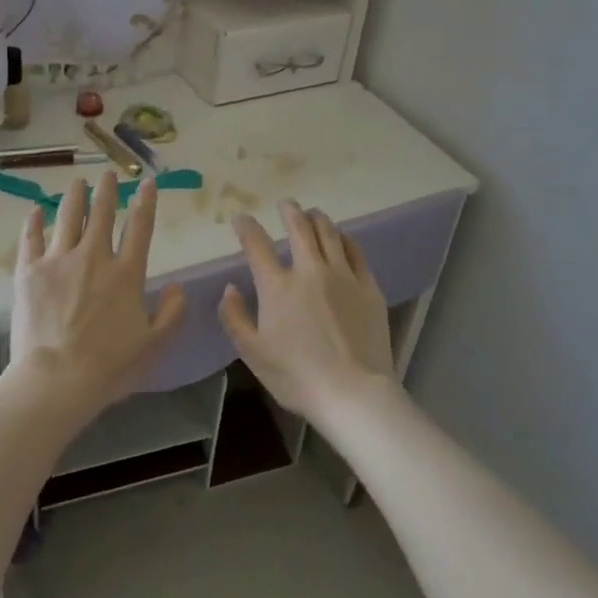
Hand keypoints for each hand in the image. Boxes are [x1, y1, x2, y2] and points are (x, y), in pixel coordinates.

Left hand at [10, 172, 186, 411]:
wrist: (56, 379)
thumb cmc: (109, 366)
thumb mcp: (154, 345)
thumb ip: (171, 313)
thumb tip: (177, 287)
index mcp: (126, 273)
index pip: (140, 227)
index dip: (146, 202)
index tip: (147, 182)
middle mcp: (94, 257)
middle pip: (101, 213)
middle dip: (107, 190)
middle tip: (107, 174)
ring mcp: (58, 260)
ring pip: (68, 217)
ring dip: (74, 196)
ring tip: (78, 182)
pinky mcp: (29, 271)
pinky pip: (31, 238)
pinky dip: (34, 222)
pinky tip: (36, 210)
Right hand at [218, 202, 393, 422]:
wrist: (353, 393)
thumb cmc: (297, 376)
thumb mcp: (253, 353)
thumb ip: (235, 317)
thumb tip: (230, 289)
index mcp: (277, 286)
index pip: (257, 245)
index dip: (246, 227)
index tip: (241, 218)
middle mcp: (309, 271)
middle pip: (299, 228)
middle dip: (289, 211)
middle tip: (286, 204)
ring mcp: (342, 276)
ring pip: (329, 234)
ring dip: (317, 219)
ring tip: (313, 213)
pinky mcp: (368, 287)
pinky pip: (355, 251)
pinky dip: (345, 239)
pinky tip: (342, 238)